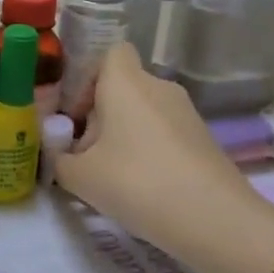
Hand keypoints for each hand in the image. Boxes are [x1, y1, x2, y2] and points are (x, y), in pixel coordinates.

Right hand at [53, 45, 253, 269]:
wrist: (214, 219)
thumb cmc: (136, 182)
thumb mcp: (80, 177)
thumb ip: (59, 161)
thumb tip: (60, 156)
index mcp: (126, 82)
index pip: (110, 53)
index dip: (88, 78)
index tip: (77, 115)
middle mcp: (158, 87)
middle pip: (123, 88)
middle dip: (101, 117)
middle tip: (86, 157)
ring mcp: (186, 112)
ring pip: (143, 112)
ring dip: (124, 136)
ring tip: (113, 178)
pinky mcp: (203, 138)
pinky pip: (164, 133)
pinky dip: (150, 151)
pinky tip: (144, 188)